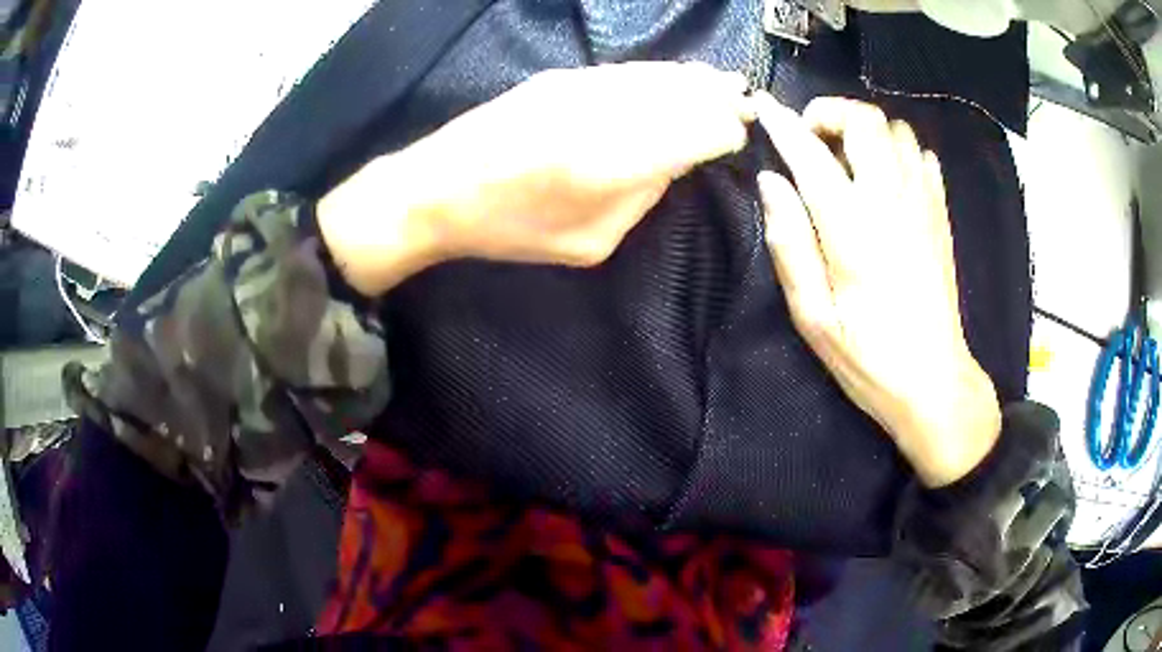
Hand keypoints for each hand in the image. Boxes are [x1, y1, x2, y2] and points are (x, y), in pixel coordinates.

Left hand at [318, 62, 753, 293]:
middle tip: (745, 103)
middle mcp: (608, 112)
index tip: (738, 138)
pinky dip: (660, 73)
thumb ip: (642, 199)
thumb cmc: (511, 229)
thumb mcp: (589, 241)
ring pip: (659, 74)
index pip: (700, 131)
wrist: (438, 188)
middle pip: (687, 94)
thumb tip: (673, 164)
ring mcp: (583, 86)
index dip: (726, 132)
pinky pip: (628, 70)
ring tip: (724, 84)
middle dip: (721, 99)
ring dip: (696, 79)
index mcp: (617, 162)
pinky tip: (674, 76)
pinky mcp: (562, 77)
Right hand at [753, 95, 1000, 486]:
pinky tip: (886, 178)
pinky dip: (898, 151)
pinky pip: (922, 155)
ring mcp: (924, 204)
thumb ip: (790, 245)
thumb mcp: (814, 319)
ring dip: (866, 131)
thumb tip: (771, 183)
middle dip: (830, 112)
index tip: (763, 106)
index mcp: (854, 229)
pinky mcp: (941, 214)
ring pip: (897, 129)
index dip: (782, 123)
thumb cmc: (870, 359)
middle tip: (811, 137)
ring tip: (848, 159)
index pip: (811, 154)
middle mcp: (892, 202)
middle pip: (865, 120)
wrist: (935, 382)